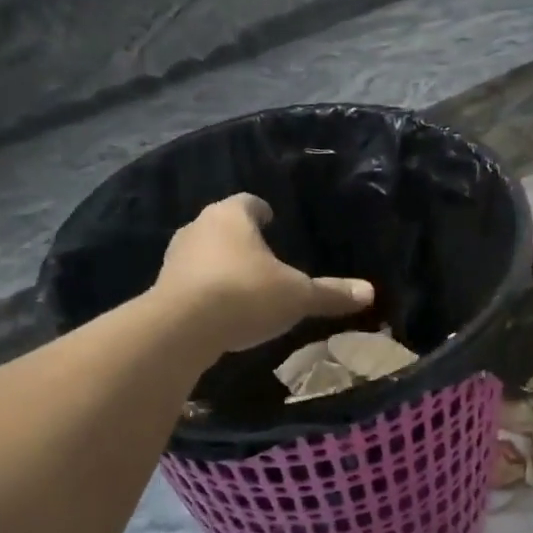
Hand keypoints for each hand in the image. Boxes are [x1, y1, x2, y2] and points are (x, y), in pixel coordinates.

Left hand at [155, 194, 373, 352]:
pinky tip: (222, 309)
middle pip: (223, 225)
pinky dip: (206, 289)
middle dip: (242, 239)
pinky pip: (191, 281)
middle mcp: (199, 227)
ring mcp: (175, 257)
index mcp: (232, 216)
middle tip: (263, 255)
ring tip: (243, 283)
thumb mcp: (298, 296)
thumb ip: (331, 293)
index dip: (263, 211)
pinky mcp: (162, 288)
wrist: (181, 329)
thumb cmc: (246, 295)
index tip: (272, 220)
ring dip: (221, 264)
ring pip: (204, 253)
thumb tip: (370, 291)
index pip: (249, 203)